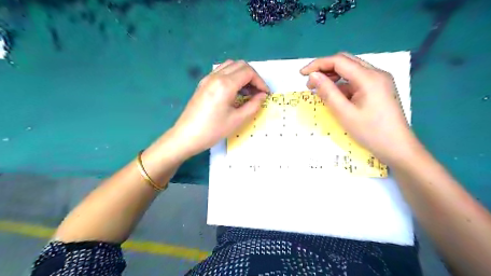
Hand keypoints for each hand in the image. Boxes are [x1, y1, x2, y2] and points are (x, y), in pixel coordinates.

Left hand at [169, 60, 267, 158]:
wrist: (186, 136)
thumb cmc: (213, 130)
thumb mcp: (237, 120)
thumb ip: (253, 105)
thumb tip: (262, 96)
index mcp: (225, 84)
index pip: (248, 72)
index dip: (260, 82)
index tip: (265, 94)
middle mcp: (216, 76)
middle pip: (240, 65)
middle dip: (253, 77)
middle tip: (257, 92)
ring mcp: (207, 78)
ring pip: (230, 66)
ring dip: (242, 75)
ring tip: (247, 91)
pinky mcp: (203, 84)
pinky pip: (221, 72)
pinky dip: (232, 76)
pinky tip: (234, 92)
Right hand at [300, 53, 422, 165]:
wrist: (398, 148)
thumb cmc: (371, 132)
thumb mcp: (344, 113)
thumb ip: (328, 92)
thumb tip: (313, 76)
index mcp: (369, 77)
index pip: (339, 61)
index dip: (318, 64)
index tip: (302, 74)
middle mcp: (376, 73)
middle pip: (346, 62)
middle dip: (325, 69)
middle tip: (310, 84)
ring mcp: (379, 81)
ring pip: (351, 71)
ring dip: (333, 77)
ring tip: (320, 90)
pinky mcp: (379, 89)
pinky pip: (357, 81)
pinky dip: (343, 85)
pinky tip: (335, 96)